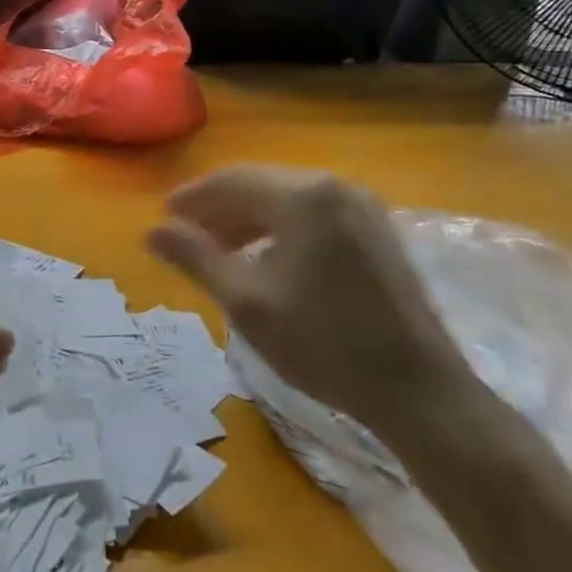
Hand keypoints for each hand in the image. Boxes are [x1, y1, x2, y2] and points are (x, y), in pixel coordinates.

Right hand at [147, 166, 473, 437]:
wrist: (418, 391)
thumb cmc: (324, 345)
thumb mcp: (247, 303)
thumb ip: (196, 258)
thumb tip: (153, 231)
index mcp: (303, 197)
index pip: (232, 181)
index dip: (193, 198)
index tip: (163, 217)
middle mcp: (334, 186)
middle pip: (260, 184)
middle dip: (219, 208)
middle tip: (186, 234)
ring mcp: (362, 206)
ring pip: (287, 199)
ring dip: (248, 218)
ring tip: (219, 248)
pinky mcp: (377, 230)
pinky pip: (314, 214)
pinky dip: (282, 228)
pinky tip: (266, 257)